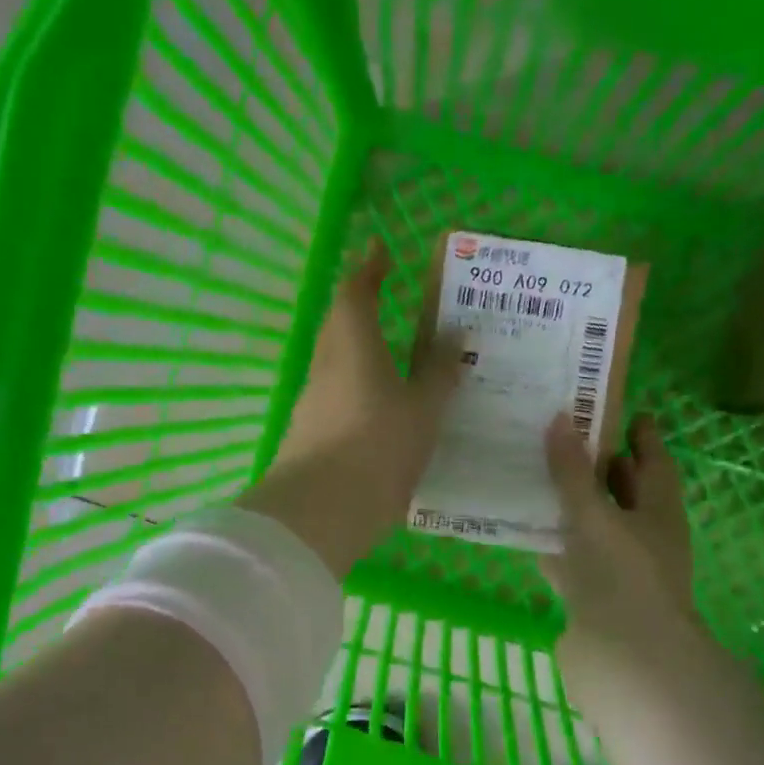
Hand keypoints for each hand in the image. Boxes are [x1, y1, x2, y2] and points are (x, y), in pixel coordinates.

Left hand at [237, 240, 462, 576]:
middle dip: (360, 306)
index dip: (368, 269)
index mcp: (352, 347)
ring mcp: (313, 401)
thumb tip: (455, 335)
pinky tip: (380, 405)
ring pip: (336, 361)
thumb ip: (439, 373)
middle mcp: (326, 366)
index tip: (380, 251)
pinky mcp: (309, 433)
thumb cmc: (376, 449)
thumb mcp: (422, 411)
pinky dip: (358, 386)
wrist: (318, 513)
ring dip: (359, 348)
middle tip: (388, 298)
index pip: (355, 294)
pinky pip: (337, 394)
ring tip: (394, 353)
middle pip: (338, 324)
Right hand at [542, 411, 698, 651]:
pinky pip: (571, 556)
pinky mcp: (591, 594)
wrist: (626, 660)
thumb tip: (560, 417)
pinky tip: (526, 528)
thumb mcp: (595, 516)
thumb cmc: (622, 576)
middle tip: (568, 434)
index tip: (628, 410)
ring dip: (572, 503)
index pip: (654, 462)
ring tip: (538, 473)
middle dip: (601, 465)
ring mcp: (617, 568)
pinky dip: (552, 541)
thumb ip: (573, 473)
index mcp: (658, 512)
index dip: (644, 436)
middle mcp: (643, 536)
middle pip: (624, 492)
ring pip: (595, 524)